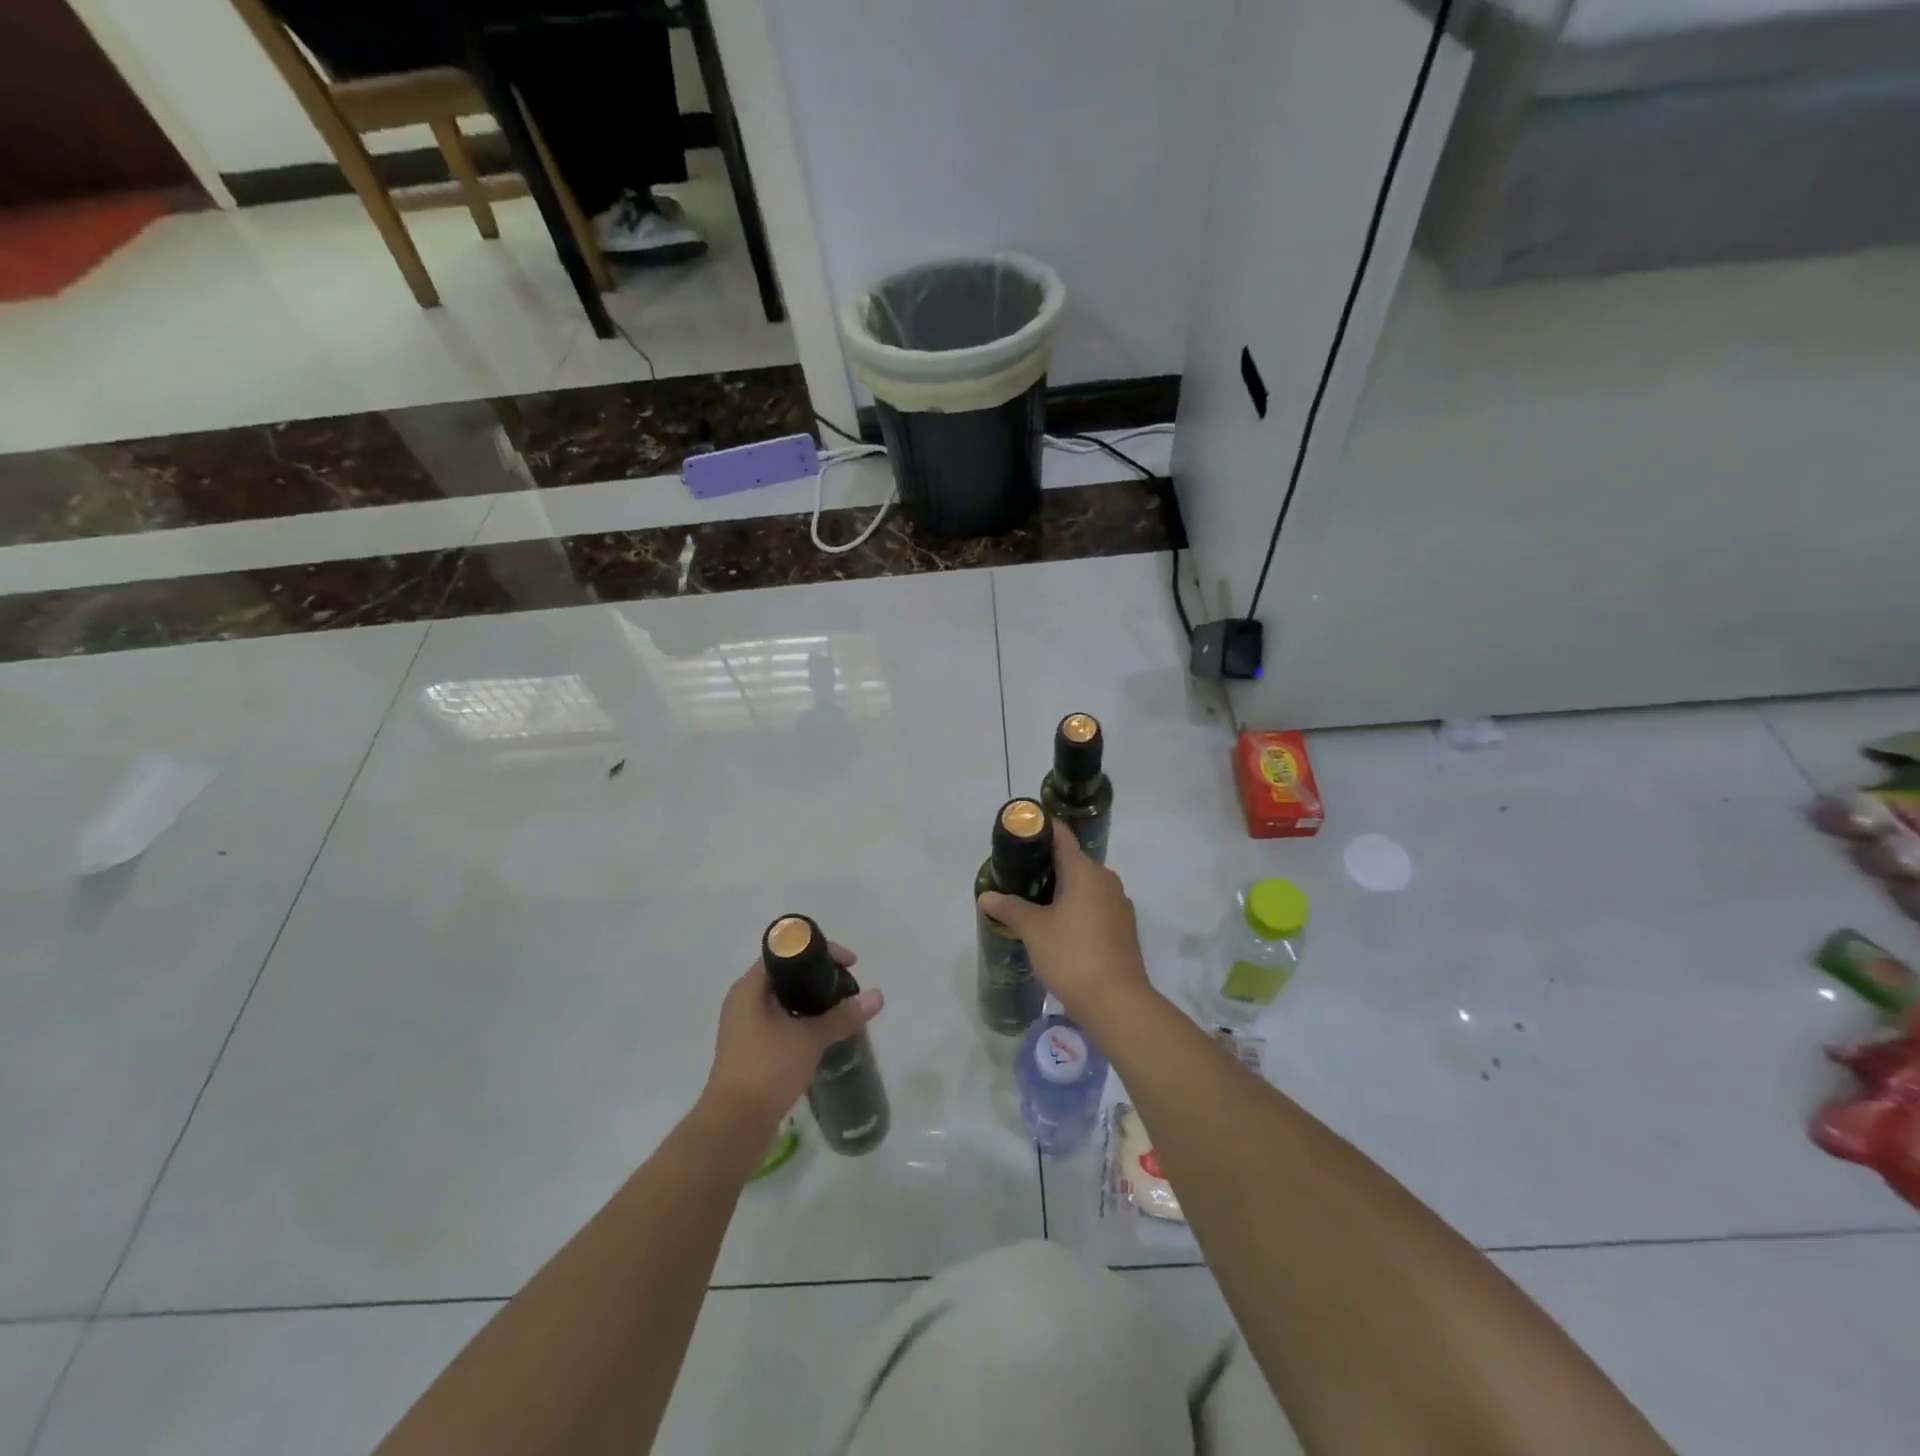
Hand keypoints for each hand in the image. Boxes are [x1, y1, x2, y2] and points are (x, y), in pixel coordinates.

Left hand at [701, 946, 882, 1134]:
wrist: (733, 1127)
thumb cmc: (767, 1070)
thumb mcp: (809, 1038)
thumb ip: (843, 1016)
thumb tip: (877, 996)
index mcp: (749, 988)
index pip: (785, 952)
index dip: (819, 951)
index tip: (849, 963)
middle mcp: (744, 1002)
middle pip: (787, 976)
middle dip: (820, 978)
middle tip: (849, 987)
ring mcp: (746, 1028)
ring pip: (786, 1002)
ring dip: (814, 1003)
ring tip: (843, 1010)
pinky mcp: (752, 1051)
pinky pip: (783, 1024)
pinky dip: (804, 1023)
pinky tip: (826, 1035)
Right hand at [977, 820, 1152, 1024]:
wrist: (1117, 1002)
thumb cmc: (1072, 955)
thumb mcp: (1033, 929)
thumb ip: (1009, 908)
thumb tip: (985, 896)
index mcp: (1085, 870)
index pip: (1061, 836)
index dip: (1039, 830)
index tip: (1018, 835)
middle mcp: (1106, 879)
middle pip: (1072, 861)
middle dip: (1045, 865)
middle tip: (1016, 876)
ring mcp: (1118, 904)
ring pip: (1084, 886)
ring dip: (1061, 890)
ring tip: (1032, 903)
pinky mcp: (1123, 928)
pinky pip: (1094, 906)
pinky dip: (1075, 909)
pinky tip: (1057, 928)